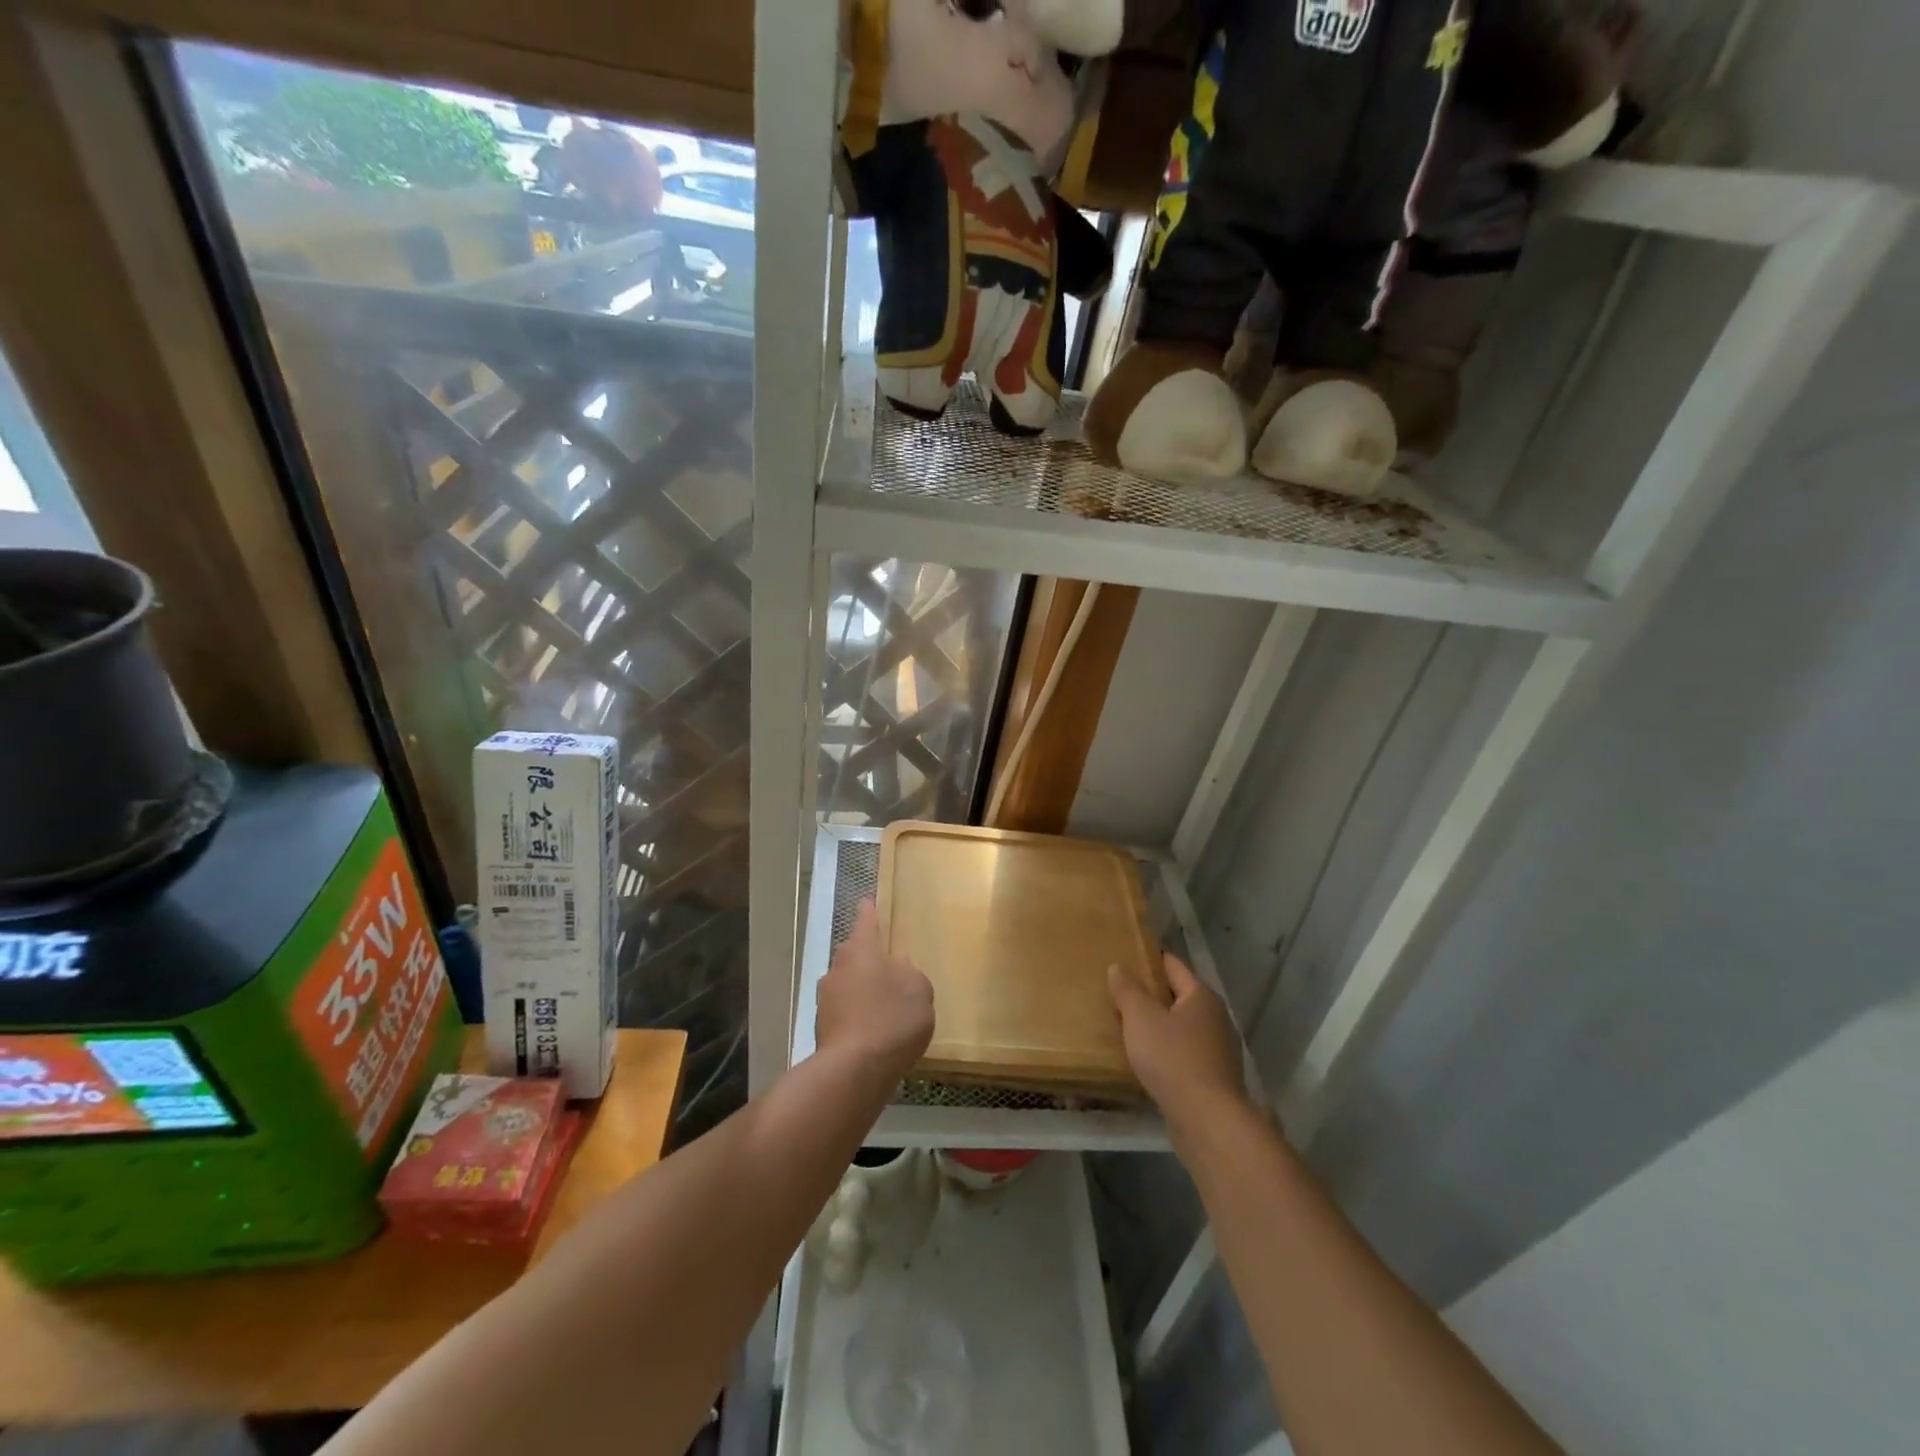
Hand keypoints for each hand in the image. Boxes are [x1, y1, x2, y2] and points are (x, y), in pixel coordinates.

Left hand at [815, 900, 934, 1083]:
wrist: (854, 1071)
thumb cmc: (891, 1019)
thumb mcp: (919, 991)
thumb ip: (909, 974)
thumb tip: (896, 971)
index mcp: (861, 950)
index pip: (866, 921)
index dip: (869, 911)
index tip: (868, 901)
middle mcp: (838, 967)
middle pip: (853, 953)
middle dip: (867, 956)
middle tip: (888, 964)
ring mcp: (826, 998)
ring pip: (847, 983)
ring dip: (862, 988)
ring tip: (885, 1004)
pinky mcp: (823, 1027)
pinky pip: (845, 1010)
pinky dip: (858, 1014)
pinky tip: (875, 1030)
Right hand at [1109, 953, 1248, 1129]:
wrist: (1207, 1120)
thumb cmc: (1173, 1058)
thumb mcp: (1141, 1018)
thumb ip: (1127, 990)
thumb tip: (1118, 967)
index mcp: (1201, 996)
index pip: (1173, 966)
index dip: (1150, 959)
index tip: (1126, 956)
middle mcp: (1215, 1018)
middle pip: (1178, 997)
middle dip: (1151, 995)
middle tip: (1119, 992)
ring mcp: (1217, 1050)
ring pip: (1180, 1028)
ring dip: (1157, 1026)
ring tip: (1126, 1026)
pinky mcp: (1212, 1079)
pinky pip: (1183, 1054)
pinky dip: (1164, 1052)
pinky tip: (1144, 1060)